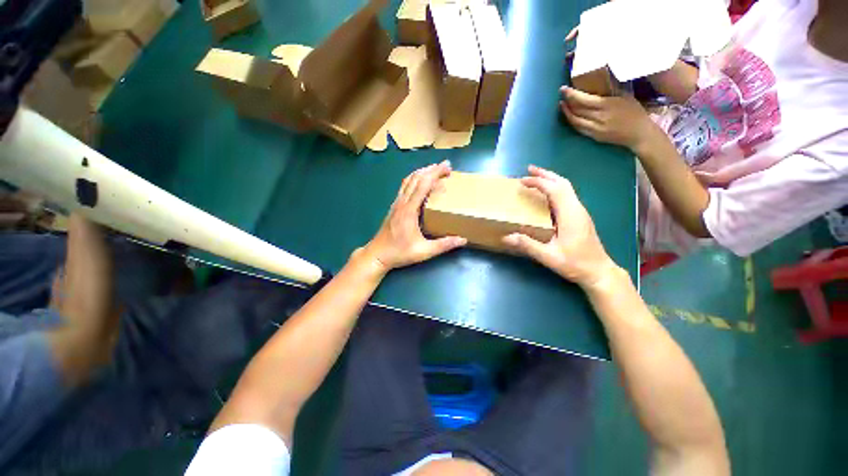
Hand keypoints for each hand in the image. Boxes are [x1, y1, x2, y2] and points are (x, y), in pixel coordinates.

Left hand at [358, 161, 466, 272]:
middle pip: (416, 178)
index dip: (435, 173)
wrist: (377, 255)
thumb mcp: (423, 251)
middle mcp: (402, 202)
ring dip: (422, 172)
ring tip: (434, 170)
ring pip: (408, 180)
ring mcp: (396, 203)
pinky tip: (419, 182)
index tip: (447, 167)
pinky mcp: (394, 206)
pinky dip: (414, 179)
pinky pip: (404, 186)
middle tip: (446, 166)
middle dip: (431, 169)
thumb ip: (443, 245)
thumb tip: (462, 239)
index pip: (423, 184)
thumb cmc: (399, 253)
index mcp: (409, 210)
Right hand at [501, 165, 618, 288]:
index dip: (538, 182)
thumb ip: (528, 245)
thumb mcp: (549, 257)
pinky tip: (546, 195)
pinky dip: (555, 189)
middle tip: (529, 170)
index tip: (522, 181)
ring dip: (551, 180)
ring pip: (567, 188)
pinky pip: (567, 195)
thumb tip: (506, 237)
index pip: (554, 190)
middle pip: (563, 183)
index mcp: (570, 215)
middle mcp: (577, 209)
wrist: (599, 271)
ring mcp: (580, 212)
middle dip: (546, 174)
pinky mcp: (580, 216)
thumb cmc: (575, 264)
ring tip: (536, 178)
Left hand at [560, 86, 658, 151]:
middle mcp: (599, 118)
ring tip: (562, 105)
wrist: (639, 134)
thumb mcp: (625, 97)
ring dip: (566, 113)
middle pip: (577, 110)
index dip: (571, 95)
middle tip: (562, 95)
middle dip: (567, 102)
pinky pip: (578, 128)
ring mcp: (595, 129)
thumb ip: (610, 91)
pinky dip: (572, 121)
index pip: (583, 100)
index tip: (563, 89)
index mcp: (607, 105)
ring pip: (575, 121)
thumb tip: (596, 83)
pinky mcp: (593, 136)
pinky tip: (570, 116)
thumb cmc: (635, 112)